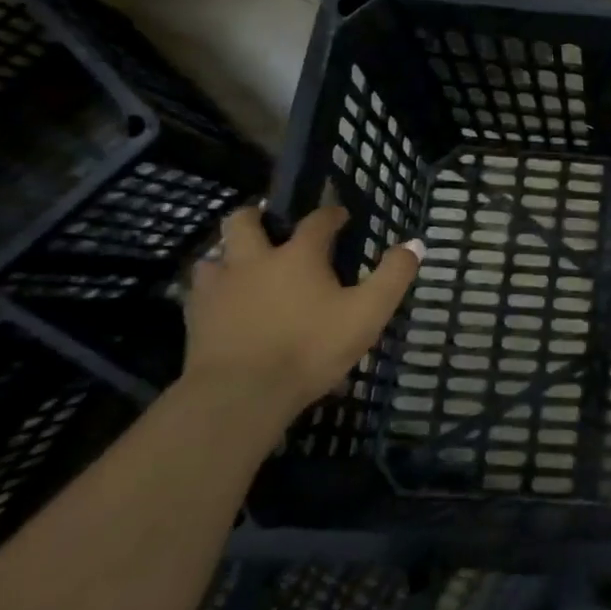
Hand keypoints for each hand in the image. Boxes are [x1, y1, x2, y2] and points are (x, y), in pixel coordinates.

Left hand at [183, 205, 422, 423]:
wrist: (241, 394)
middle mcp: (255, 260)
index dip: (331, 214)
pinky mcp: (196, 319)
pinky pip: (198, 293)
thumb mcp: (368, 313)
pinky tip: (221, 304)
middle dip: (258, 217)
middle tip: (271, 226)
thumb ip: (393, 276)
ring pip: (214, 255)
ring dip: (228, 254)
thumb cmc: (310, 348)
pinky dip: (211, 290)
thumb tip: (414, 244)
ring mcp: (220, 288)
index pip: (317, 221)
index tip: (340, 216)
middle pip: (245, 221)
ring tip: (242, 266)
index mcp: (299, 255)